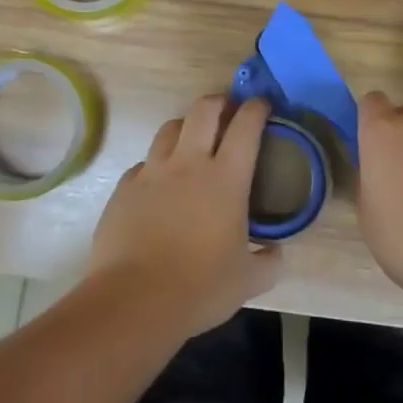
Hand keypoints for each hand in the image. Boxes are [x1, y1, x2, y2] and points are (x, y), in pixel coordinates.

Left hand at [86, 96, 281, 336]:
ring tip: (193, 140)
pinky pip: (144, 163)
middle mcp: (188, 163)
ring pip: (170, 128)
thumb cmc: (199, 288)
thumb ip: (269, 262)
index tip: (262, 104)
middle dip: (219, 101)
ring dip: (186, 126)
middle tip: (227, 110)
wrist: (133, 301)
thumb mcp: (248, 281)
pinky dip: (157, 164)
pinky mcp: (124, 187)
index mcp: (225, 179)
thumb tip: (277, 253)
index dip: (256, 109)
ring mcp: (152, 172)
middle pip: (203, 110)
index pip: (245, 127)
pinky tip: (160, 184)